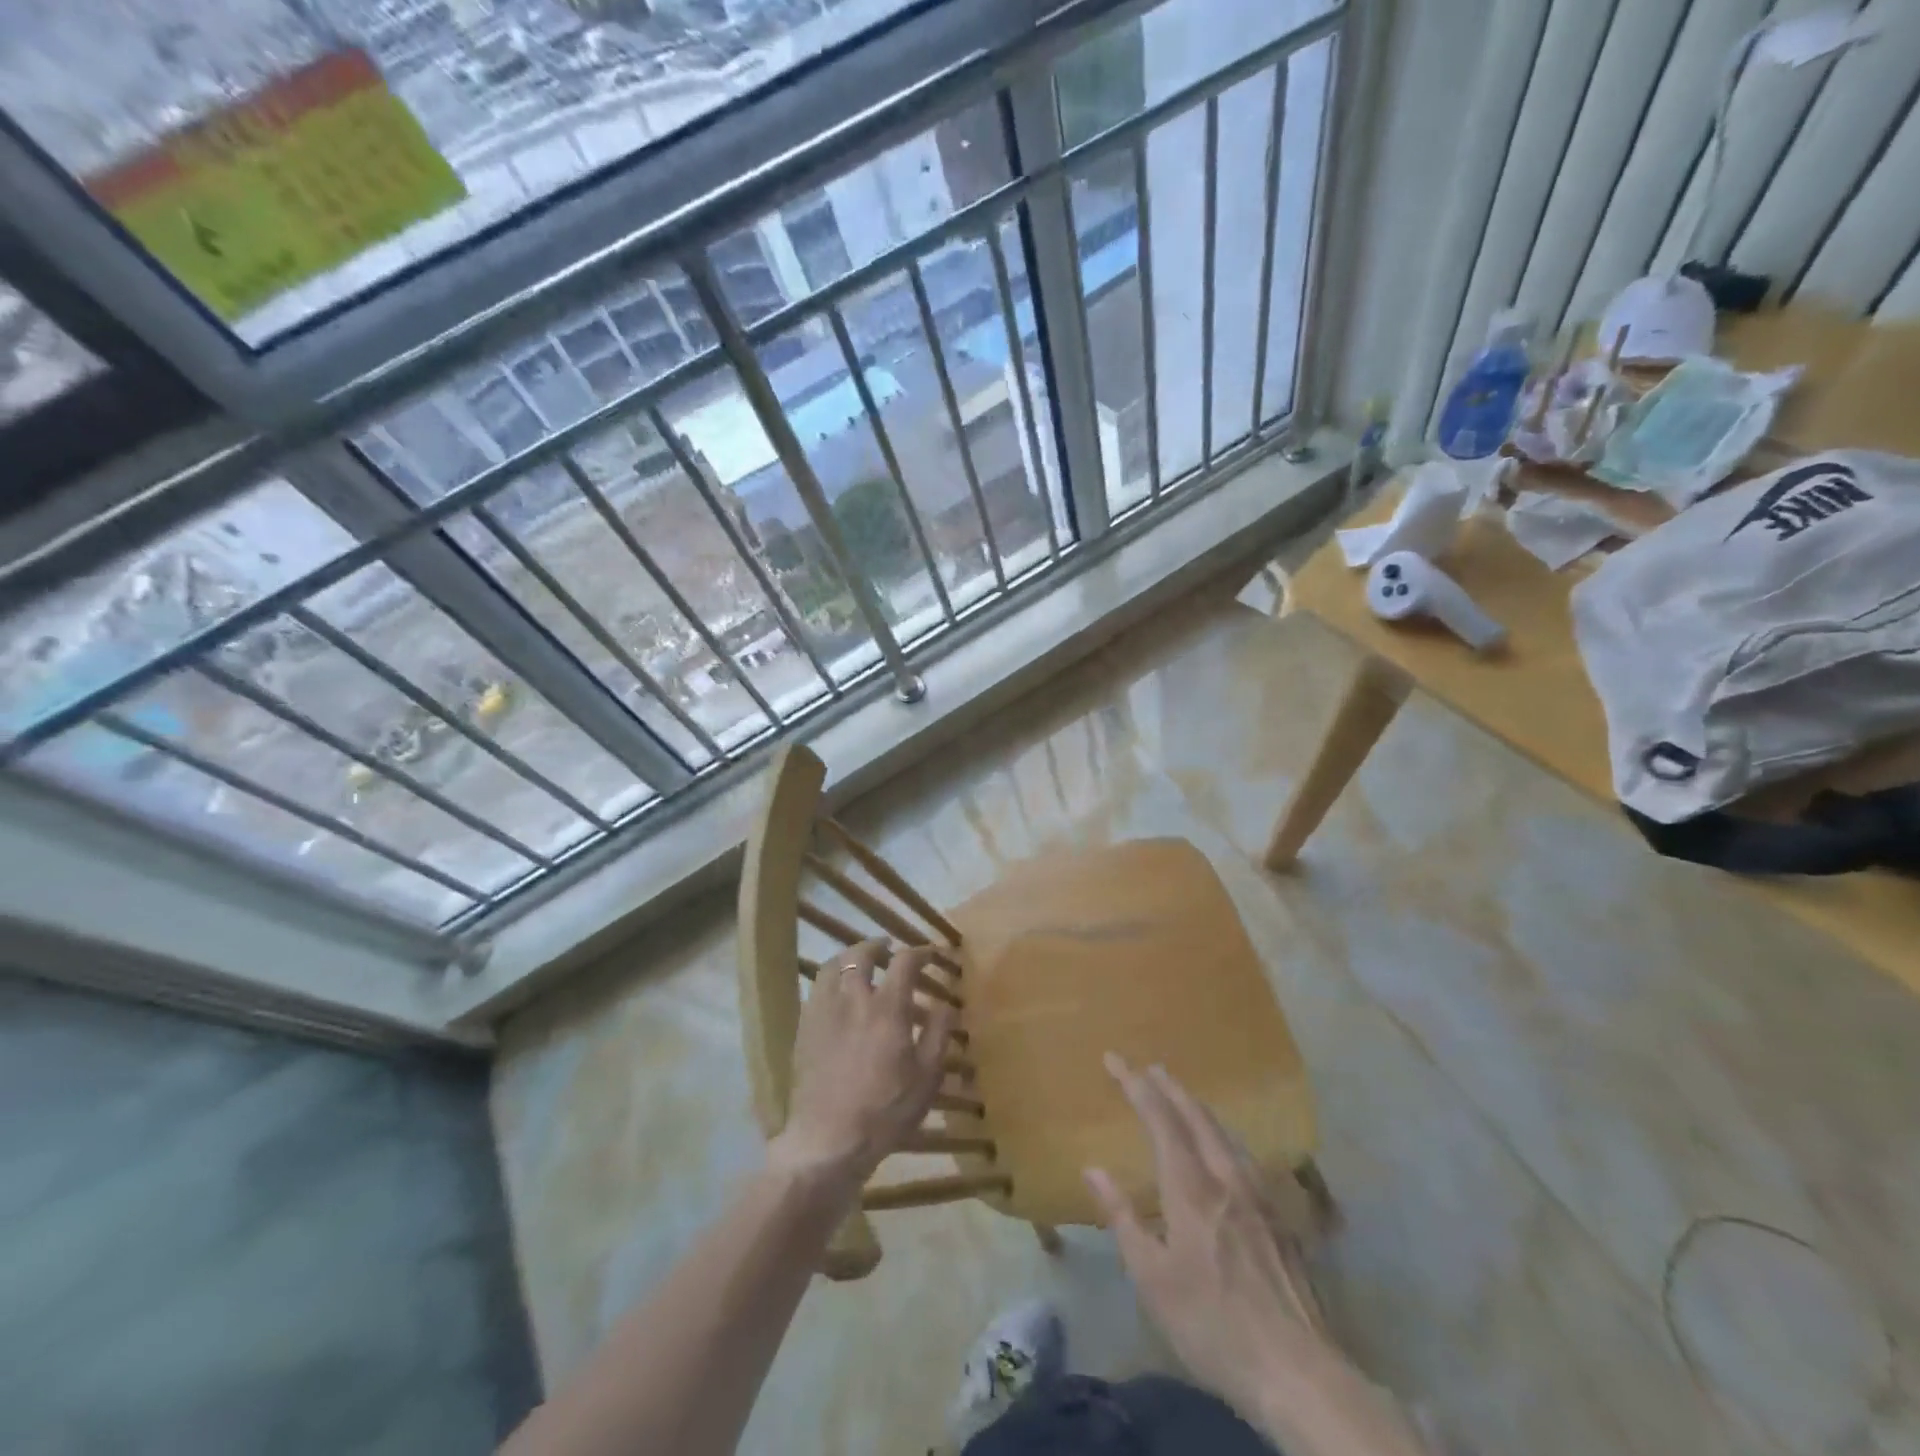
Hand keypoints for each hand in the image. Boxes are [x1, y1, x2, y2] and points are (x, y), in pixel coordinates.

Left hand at [769, 939, 954, 1192]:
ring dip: (849, 957)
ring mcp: (823, 1011)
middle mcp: (853, 998)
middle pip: (862, 954)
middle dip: (878, 946)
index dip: (920, 952)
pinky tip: (836, 993)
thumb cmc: (886, 1110)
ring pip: (833, 966)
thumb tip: (947, 1004)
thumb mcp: (926, 1077)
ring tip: (859, 963)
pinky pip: (816, 989)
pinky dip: (830, 979)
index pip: (904, 962)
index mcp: (887, 1007)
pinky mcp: (804, 1028)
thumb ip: (939, 1034)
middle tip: (889, 950)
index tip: (930, 953)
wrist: (829, 1140)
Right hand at [1086, 1056, 1427, 1455]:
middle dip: (1170, 1087)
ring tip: (1183, 1098)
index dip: (1136, 1086)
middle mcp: (1227, 1179)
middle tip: (1149, 1068)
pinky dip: (1222, 1135)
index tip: (1114, 1059)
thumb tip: (1092, 1168)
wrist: (1298, 1373)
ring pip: (1225, 1133)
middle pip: (1197, 1116)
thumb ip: (1122, 1218)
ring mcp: (1259, 1197)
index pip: (1160, 1120)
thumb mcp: (1152, 1279)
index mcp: (1192, 1189)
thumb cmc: (1212, 1325)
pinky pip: (1244, 1156)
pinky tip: (1225, 1148)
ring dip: (1198, 1107)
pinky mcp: (1280, 1219)